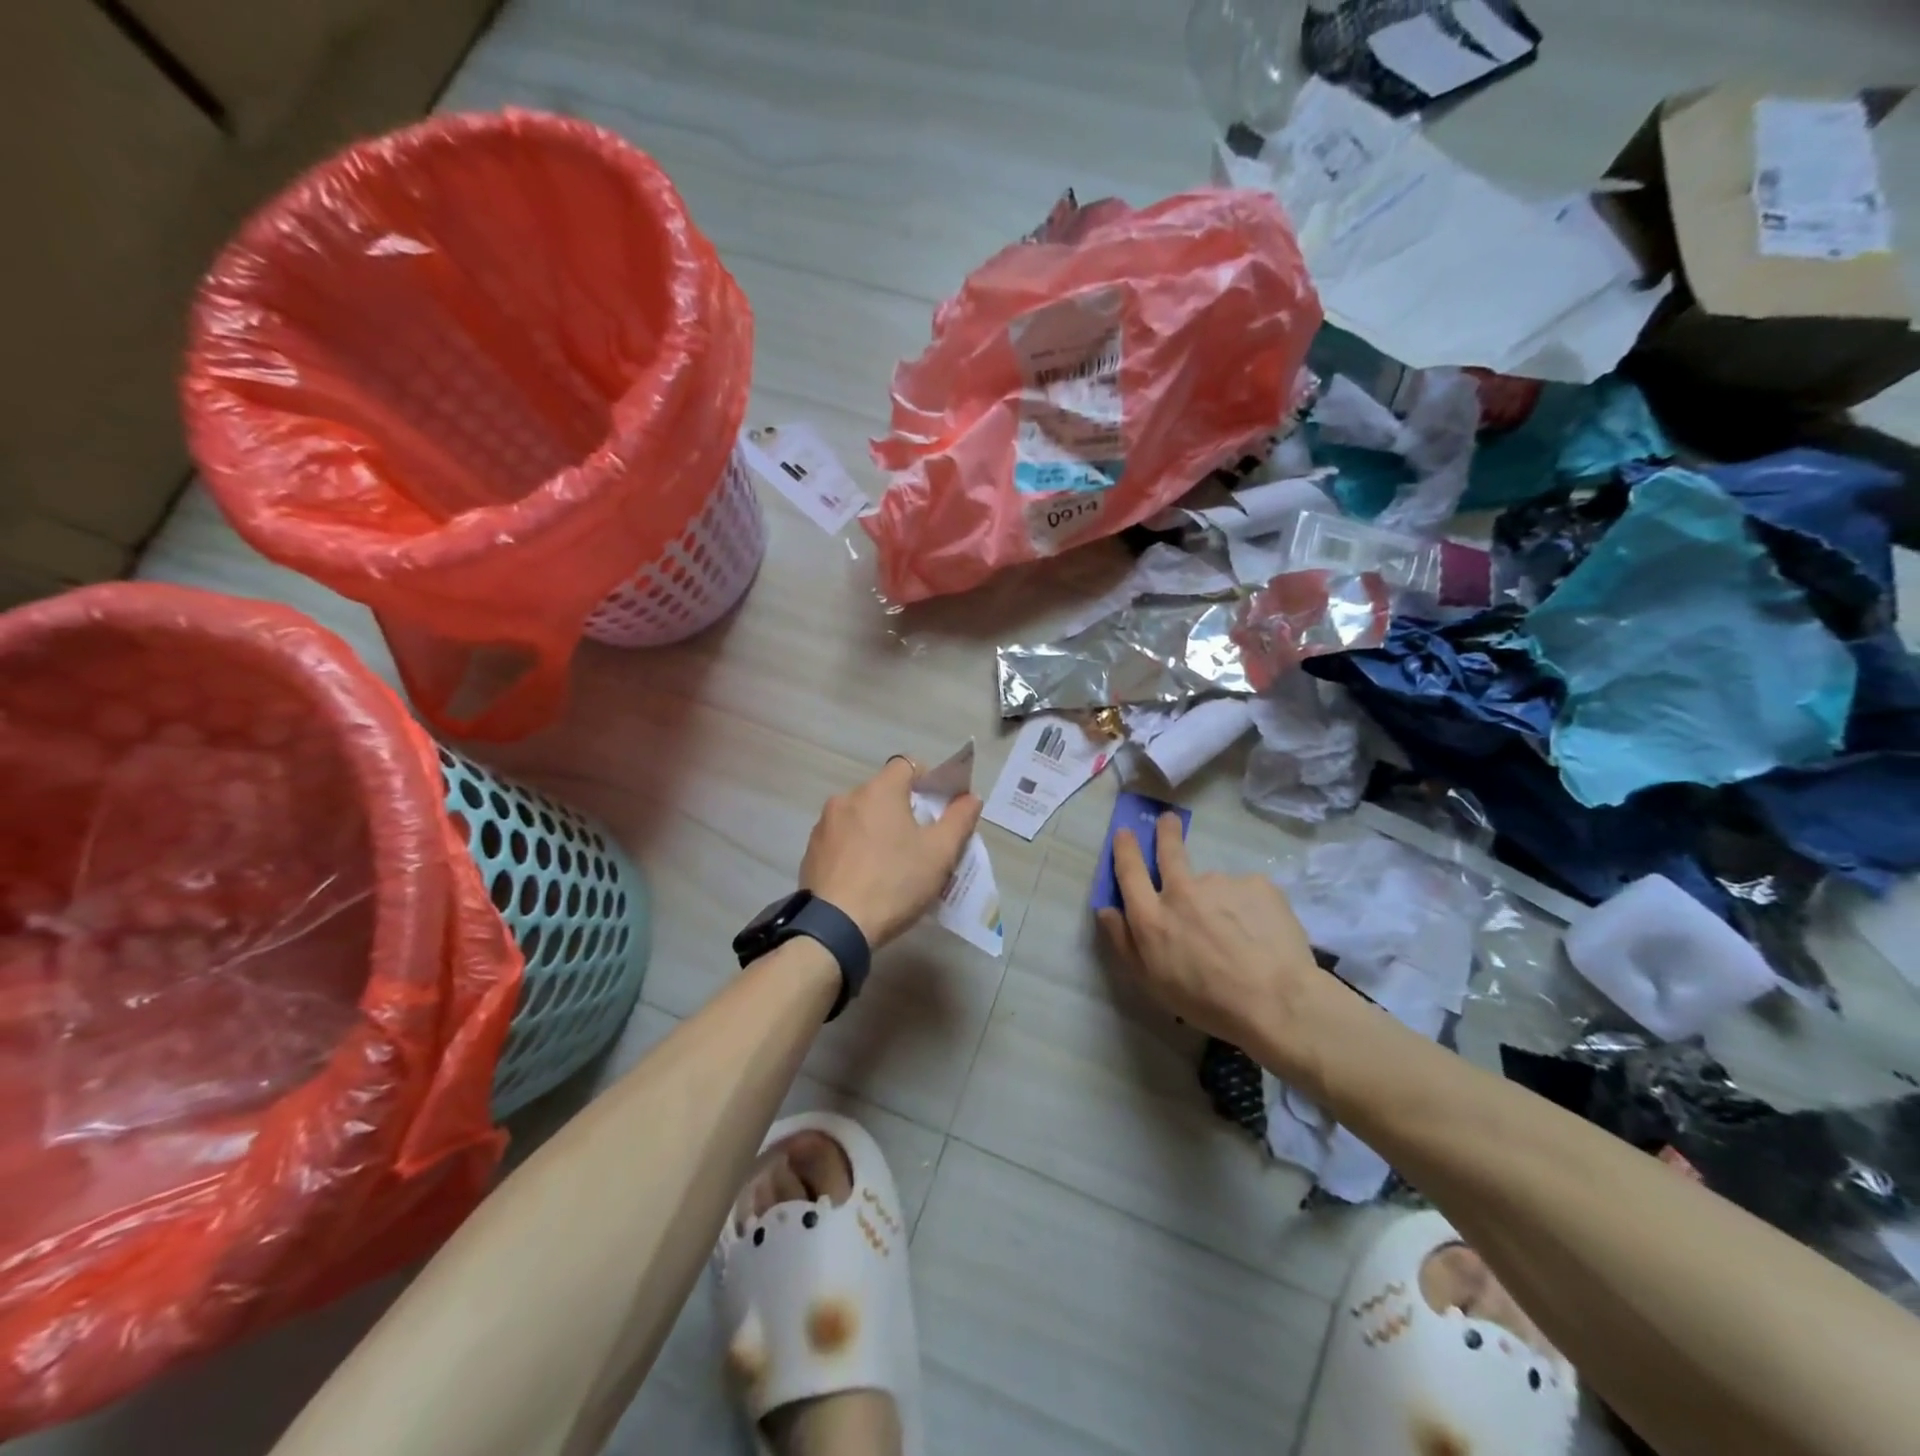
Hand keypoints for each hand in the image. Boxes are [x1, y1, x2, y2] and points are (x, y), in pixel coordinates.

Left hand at [800, 757, 982, 948]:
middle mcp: (846, 798)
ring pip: (861, 816)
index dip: (928, 779)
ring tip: (892, 863)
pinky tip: (867, 877)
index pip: (907, 765)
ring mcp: (824, 825)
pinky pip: (842, 839)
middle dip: (904, 810)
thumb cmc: (894, 883)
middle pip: (884, 792)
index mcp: (879, 791)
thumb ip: (959, 820)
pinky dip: (857, 848)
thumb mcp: (940, 854)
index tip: (938, 807)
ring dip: (878, 829)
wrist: (835, 927)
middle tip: (921, 842)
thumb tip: (970, 797)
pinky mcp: (811, 851)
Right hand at [1096, 812, 1321, 1046]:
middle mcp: (1182, 891)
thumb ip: (1124, 942)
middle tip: (1168, 821)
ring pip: (1214, 883)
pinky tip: (1262, 933)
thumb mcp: (1152, 983)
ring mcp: (1221, 883)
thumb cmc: (1207, 1002)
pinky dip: (1250, 907)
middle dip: (1165, 832)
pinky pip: (1247, 892)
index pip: (1129, 871)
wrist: (1277, 1002)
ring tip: (1240, 934)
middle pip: (1169, 850)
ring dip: (1219, 898)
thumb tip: (1106, 910)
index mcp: (1152, 916)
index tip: (1125, 832)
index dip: (1125, 849)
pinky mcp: (1257, 884)